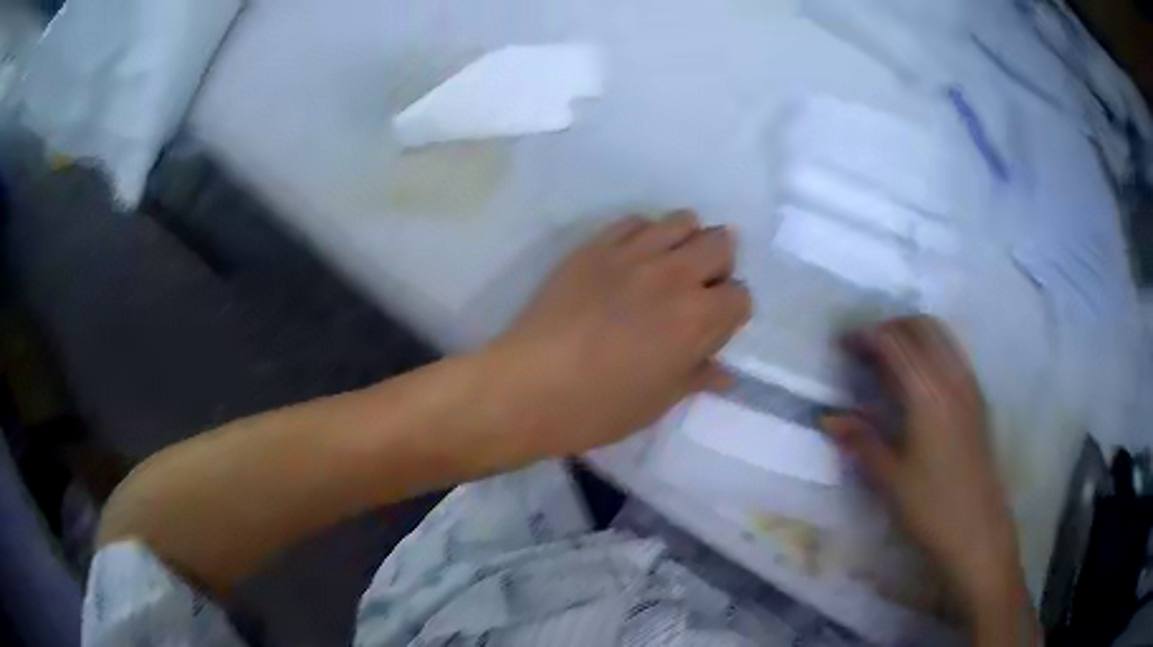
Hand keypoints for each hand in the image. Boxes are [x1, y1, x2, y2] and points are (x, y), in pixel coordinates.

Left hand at [494, 211, 750, 456]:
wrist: (532, 385)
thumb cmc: (600, 406)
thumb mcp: (659, 400)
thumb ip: (697, 376)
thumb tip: (725, 374)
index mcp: (697, 318)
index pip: (741, 296)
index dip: (731, 313)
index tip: (713, 327)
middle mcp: (674, 275)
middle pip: (721, 243)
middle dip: (719, 265)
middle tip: (698, 288)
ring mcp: (633, 253)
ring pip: (683, 220)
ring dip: (686, 240)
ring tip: (669, 265)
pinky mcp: (596, 245)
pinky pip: (635, 221)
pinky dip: (645, 234)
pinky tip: (631, 258)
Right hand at [824, 317, 1023, 619]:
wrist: (978, 532)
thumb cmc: (931, 508)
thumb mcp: (890, 479)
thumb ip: (861, 441)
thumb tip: (829, 418)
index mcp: (928, 394)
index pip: (895, 343)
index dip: (865, 337)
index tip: (841, 345)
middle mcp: (952, 377)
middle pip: (921, 326)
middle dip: (889, 327)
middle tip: (864, 349)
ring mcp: (970, 386)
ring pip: (940, 336)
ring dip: (911, 335)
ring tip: (887, 360)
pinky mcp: (977, 399)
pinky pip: (952, 354)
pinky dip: (929, 350)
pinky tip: (917, 381)